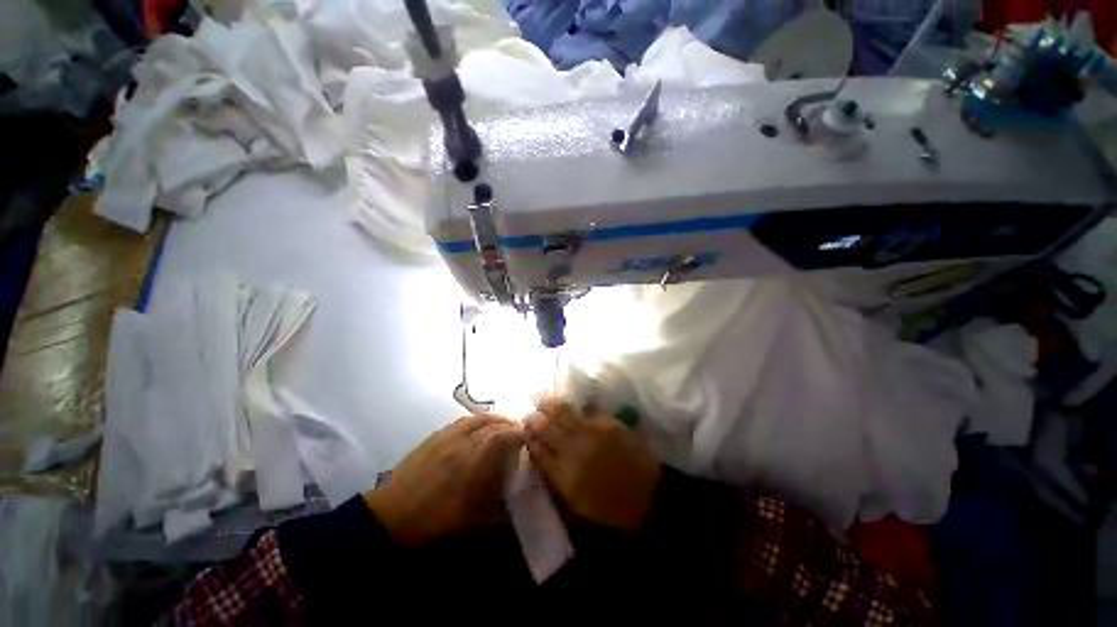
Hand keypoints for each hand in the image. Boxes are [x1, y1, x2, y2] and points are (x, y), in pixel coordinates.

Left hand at [365, 415, 525, 543]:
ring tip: (502, 425)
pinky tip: (478, 427)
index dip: (519, 434)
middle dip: (509, 424)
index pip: (503, 436)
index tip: (529, 437)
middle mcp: (463, 440)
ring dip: (494, 419)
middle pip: (492, 423)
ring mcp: (448, 435)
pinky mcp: (435, 435)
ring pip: (477, 418)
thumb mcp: (473, 517)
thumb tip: (517, 492)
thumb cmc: (436, 519)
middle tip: (519, 431)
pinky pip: (462, 420)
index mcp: (474, 459)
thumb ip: (498, 501)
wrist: (392, 514)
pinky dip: (476, 420)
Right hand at [525, 397, 660, 531]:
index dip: (528, 438)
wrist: (648, 493)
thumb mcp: (575, 502)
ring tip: (539, 397)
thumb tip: (538, 450)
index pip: (537, 450)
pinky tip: (564, 403)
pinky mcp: (607, 421)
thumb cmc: (609, 504)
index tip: (523, 432)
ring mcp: (592, 431)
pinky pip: (583, 410)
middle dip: (533, 417)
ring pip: (562, 410)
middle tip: (528, 413)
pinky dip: (571, 406)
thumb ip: (553, 475)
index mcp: (565, 474)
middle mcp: (574, 448)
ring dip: (547, 402)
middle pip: (546, 425)